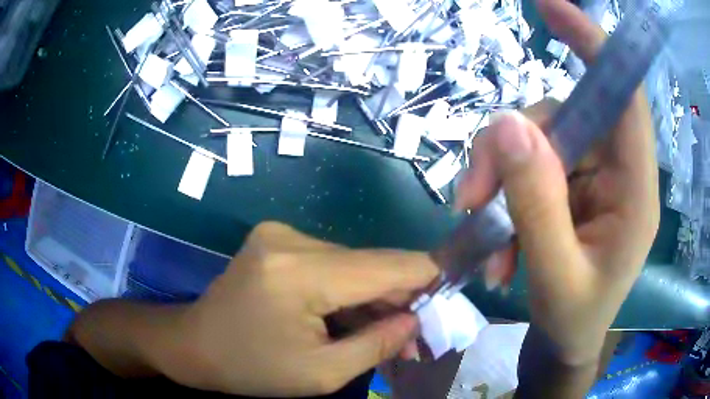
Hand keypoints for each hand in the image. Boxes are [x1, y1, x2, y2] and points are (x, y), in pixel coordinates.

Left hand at [160, 222, 436, 396]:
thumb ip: (377, 344)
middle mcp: (291, 239)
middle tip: (413, 334)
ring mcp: (280, 234)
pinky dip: (347, 289)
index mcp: (299, 272)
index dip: (426, 278)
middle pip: (370, 263)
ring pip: (352, 263)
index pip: (386, 265)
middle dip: (398, 298)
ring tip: (382, 332)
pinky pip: (331, 263)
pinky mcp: (276, 240)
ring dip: (372, 296)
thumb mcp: (320, 374)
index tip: (448, 298)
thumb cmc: (251, 368)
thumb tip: (417, 319)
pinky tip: (349, 317)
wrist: (195, 345)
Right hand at [455, 0, 658, 365]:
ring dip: (499, 181)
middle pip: (561, 119)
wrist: (566, 341)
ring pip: (536, 141)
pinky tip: (497, 243)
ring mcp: (590, 177)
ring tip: (481, 232)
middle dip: (509, 150)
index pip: (624, 99)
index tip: (551, 8)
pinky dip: (503, 197)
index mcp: (634, 193)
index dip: (593, 46)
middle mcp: (616, 172)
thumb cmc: (573, 320)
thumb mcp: (554, 276)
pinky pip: (528, 167)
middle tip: (473, 199)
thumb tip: (506, 126)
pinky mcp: (568, 186)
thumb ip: (536, 204)